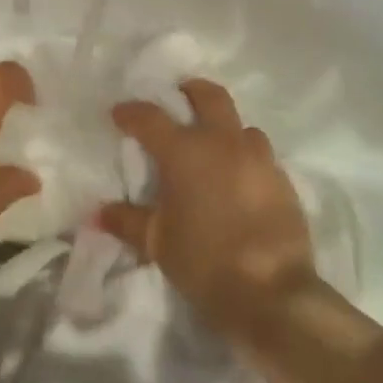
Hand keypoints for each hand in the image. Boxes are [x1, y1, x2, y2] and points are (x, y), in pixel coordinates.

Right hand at [100, 78, 317, 336]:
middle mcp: (223, 143)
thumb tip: (99, 213)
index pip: (151, 117)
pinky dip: (246, 158)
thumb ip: (127, 221)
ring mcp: (259, 159)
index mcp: (185, 152)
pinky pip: (261, 155)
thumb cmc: (204, 261)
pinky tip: (239, 180)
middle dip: (191, 90)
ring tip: (213, 146)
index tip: (119, 113)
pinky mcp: (283, 180)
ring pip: (241, 125)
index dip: (131, 112)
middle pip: (210, 96)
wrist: (272, 292)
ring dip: (224, 127)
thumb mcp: (158, 243)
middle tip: (179, 96)